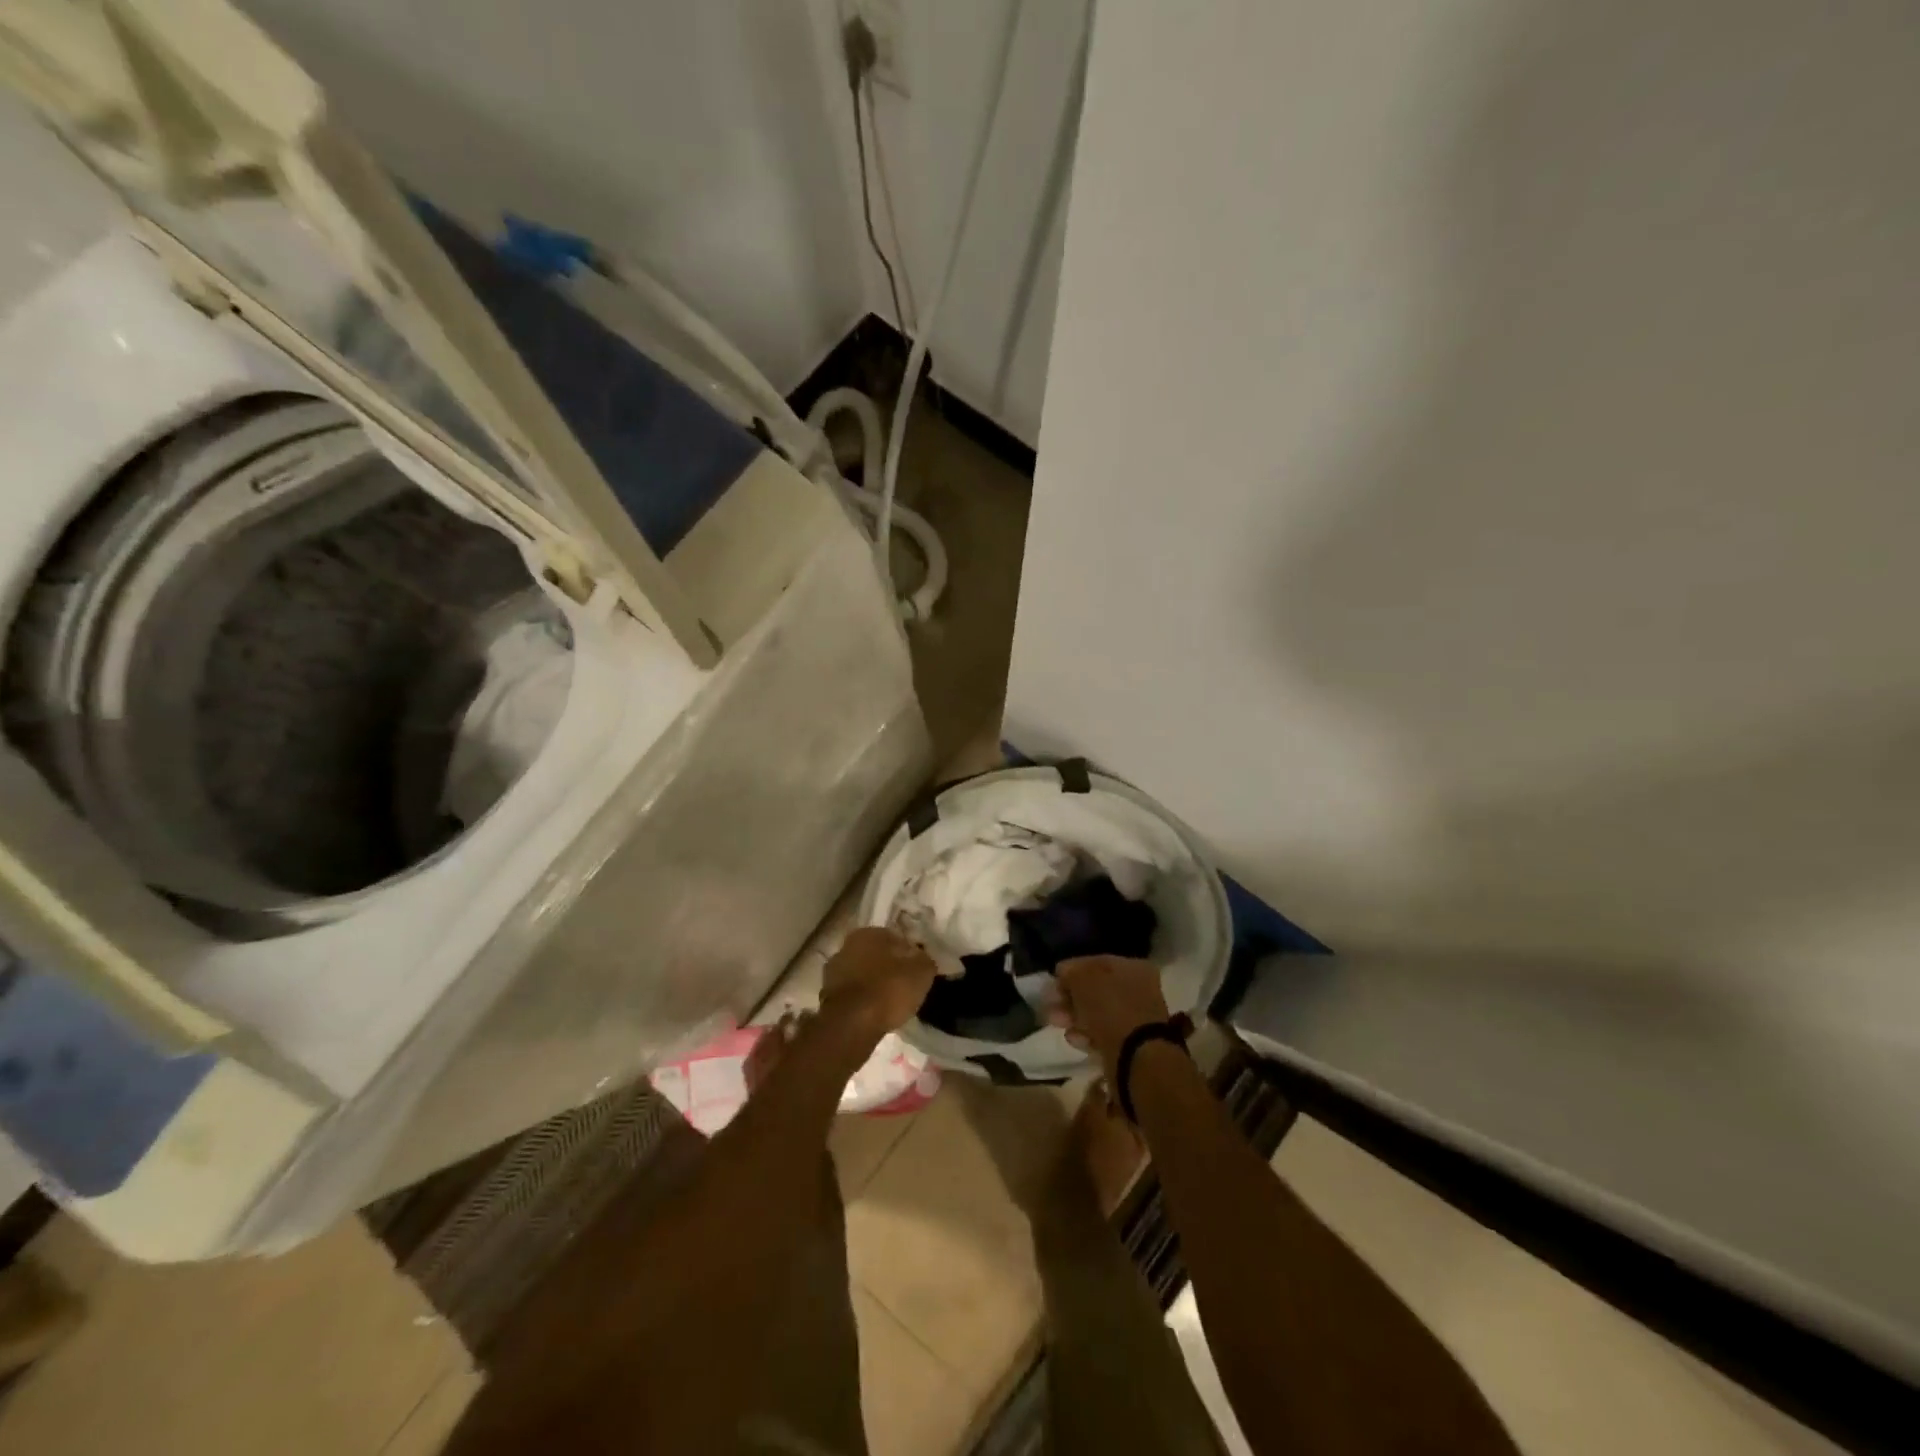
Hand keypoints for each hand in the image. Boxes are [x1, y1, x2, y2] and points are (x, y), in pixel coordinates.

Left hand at [822, 927, 935, 1039]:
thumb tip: (923, 958)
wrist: (852, 1024)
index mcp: (869, 933)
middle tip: (905, 985)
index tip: (918, 970)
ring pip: (861, 974)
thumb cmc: (889, 989)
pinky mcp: (826, 996)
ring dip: (873, 984)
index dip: (909, 954)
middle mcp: (846, 945)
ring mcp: (833, 971)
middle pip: (875, 955)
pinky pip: (853, 994)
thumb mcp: (921, 972)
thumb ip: (924, 960)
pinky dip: (862, 1000)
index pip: (895, 938)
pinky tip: (874, 1012)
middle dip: (888, 967)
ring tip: (891, 1002)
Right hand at [1052, 956, 1171, 1072]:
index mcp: (1133, 967)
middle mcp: (1138, 990)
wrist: (1136, 1057)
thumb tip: (1063, 974)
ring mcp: (1135, 1018)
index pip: (1095, 962)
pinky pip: (1102, 1034)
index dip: (1071, 971)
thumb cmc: (1110, 1008)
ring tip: (1056, 1023)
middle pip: (1095, 989)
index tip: (1052, 982)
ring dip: (1073, 1017)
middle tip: (1050, 1006)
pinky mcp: (1129, 1044)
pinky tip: (1073, 1039)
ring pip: (1096, 1013)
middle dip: (1069, 997)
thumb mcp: (1083, 979)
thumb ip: (1071, 972)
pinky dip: (1085, 1035)